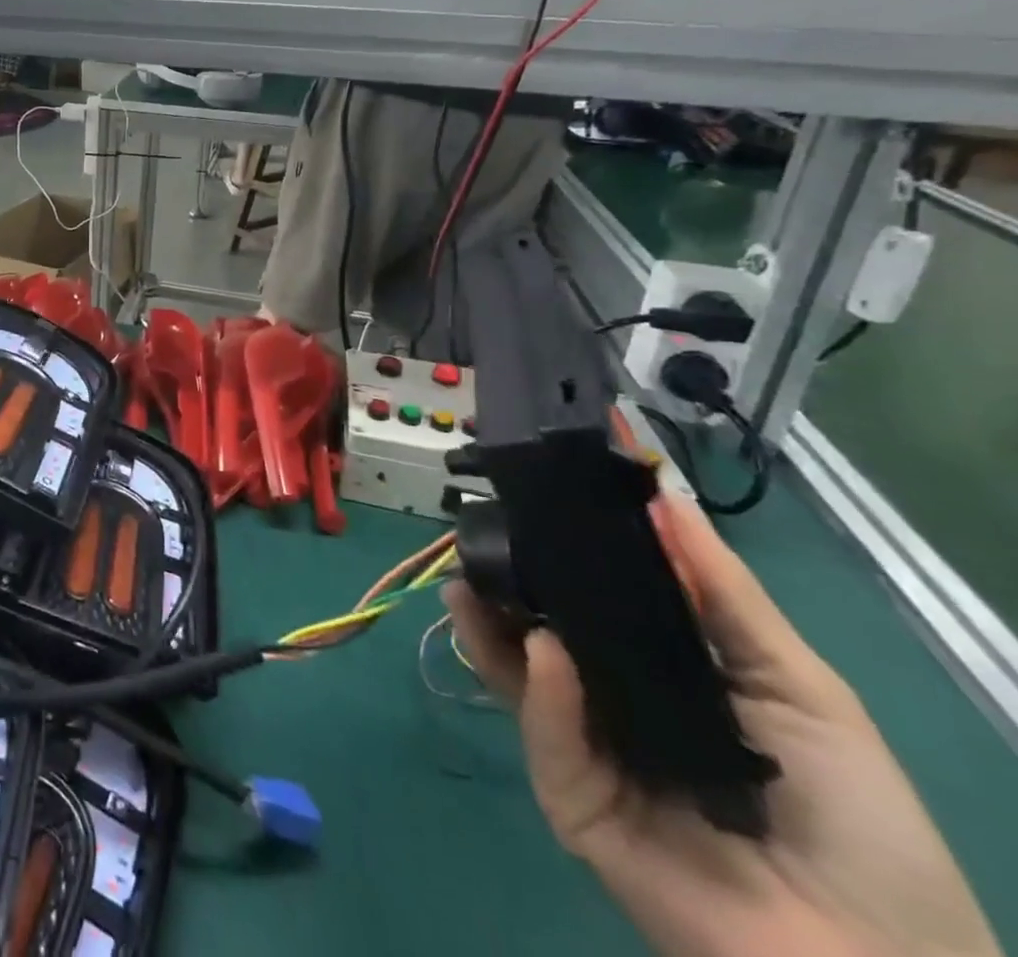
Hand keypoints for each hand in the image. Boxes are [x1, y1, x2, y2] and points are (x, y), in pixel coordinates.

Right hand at [446, 493, 1000, 956]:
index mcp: (658, 678)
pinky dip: (540, 693)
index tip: (528, 512)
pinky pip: (547, 736)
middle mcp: (611, 708)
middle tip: (476, 544)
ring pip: (521, 680)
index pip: (592, 610)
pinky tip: (544, 654)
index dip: (560, 563)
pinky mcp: (571, 800)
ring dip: (489, 630)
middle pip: (541, 638)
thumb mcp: (799, 686)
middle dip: (504, 591)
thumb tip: (664, 500)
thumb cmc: (852, 818)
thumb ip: (724, 594)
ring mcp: (586, 755)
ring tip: (467, 585)